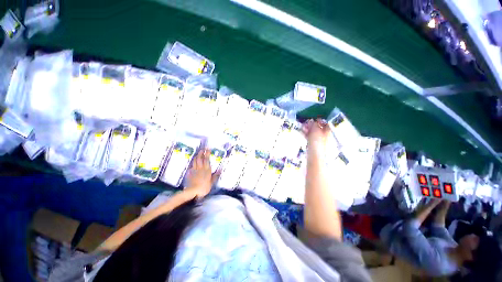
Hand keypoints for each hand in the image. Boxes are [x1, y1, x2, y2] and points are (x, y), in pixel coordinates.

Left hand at [185, 149, 219, 197]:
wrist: (193, 191)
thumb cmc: (204, 187)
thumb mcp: (212, 182)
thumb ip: (215, 176)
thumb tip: (220, 170)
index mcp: (207, 169)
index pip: (207, 159)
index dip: (207, 153)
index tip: (208, 149)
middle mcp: (200, 168)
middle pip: (200, 158)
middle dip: (201, 152)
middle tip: (203, 149)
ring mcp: (194, 170)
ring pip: (195, 160)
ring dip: (197, 156)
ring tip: (198, 154)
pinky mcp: (190, 173)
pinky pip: (192, 166)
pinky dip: (193, 163)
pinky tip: (194, 163)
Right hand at [302, 119, 330, 153]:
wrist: (314, 154)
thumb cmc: (317, 140)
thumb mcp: (315, 129)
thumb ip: (314, 124)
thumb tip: (313, 121)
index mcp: (328, 131)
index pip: (326, 123)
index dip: (320, 120)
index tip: (314, 119)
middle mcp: (325, 135)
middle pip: (319, 128)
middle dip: (312, 125)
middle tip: (306, 123)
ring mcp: (319, 140)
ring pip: (314, 132)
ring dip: (308, 129)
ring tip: (303, 127)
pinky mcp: (314, 144)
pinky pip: (310, 137)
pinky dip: (307, 134)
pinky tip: (302, 132)